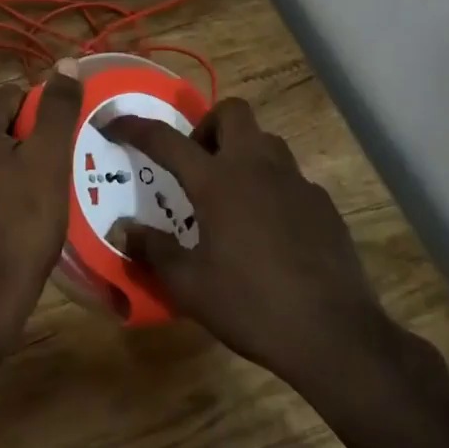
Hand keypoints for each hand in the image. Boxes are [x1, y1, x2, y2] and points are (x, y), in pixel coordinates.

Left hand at [0, 60, 82, 362]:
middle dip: (26, 139)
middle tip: (50, 173)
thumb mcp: (49, 158)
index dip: (41, 118)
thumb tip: (65, 62)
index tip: (56, 150)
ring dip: (12, 163)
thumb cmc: (24, 219)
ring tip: (36, 194)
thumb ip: (57, 107)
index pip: (13, 96)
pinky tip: (13, 212)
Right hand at [101, 98, 437, 403]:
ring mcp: (296, 183)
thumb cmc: (251, 306)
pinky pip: (290, 177)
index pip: (165, 140)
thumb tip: (124, 230)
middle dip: (206, 126)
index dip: (134, 128)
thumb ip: (153, 250)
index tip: (113, 123)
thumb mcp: (189, 286)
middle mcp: (257, 168)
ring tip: (229, 194)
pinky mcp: (322, 204)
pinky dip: (270, 185)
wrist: (334, 334)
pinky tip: (266, 228)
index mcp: (218, 182)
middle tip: (194, 164)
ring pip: (266, 141)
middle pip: (232, 113)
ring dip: (241, 152)